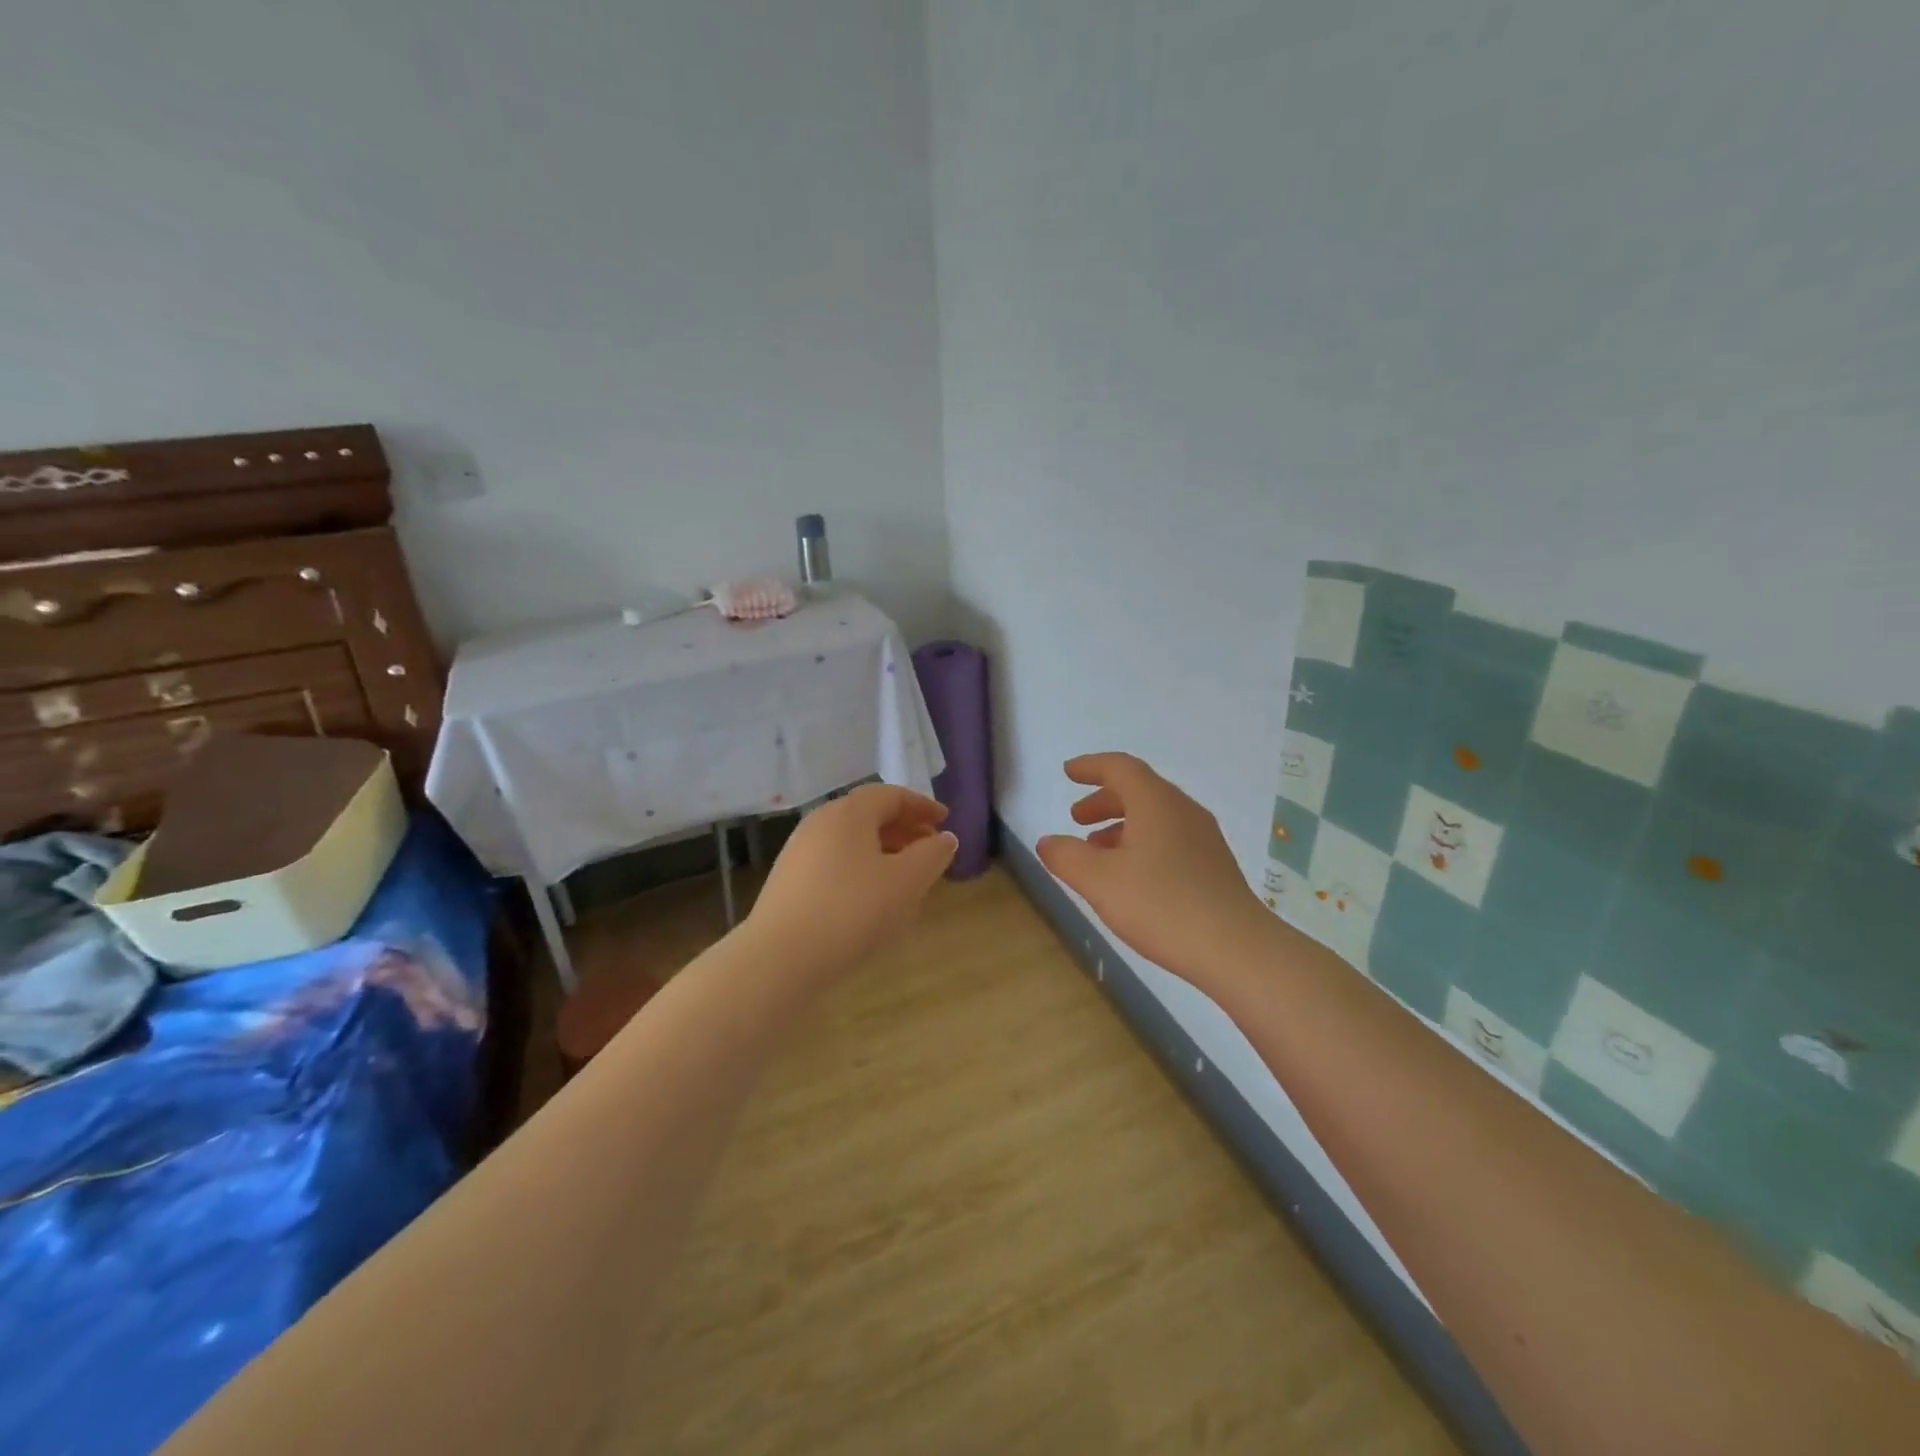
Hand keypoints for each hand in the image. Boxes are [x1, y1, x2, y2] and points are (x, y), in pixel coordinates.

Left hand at [746, 785, 957, 979]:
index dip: (922, 806)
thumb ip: (932, 855)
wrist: (779, 960)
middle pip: (869, 815)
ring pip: (851, 841)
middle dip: (904, 829)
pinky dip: (862, 869)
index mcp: (848, 813)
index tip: (946, 821)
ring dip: (884, 851)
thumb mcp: (906, 882)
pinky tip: (873, 899)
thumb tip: (945, 838)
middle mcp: (820, 823)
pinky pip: (835, 862)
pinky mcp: (789, 882)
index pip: (891, 795)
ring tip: (907, 877)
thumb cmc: (852, 911)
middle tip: (931, 849)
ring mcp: (799, 852)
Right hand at [1037, 753, 1271, 985]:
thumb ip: (1066, 857)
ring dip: (1121, 825)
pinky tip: (1131, 877)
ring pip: (1155, 817)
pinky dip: (1142, 843)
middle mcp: (1183, 811)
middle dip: (1103, 800)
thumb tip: (1047, 841)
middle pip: (1139, 790)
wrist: (1236, 949)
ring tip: (1097, 851)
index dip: (1091, 767)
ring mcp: (1203, 838)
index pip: (1120, 767)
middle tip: (1076, 818)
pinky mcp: (1214, 866)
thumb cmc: (1161, 905)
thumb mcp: (1099, 881)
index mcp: (1156, 803)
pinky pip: (1170, 839)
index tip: (1068, 772)